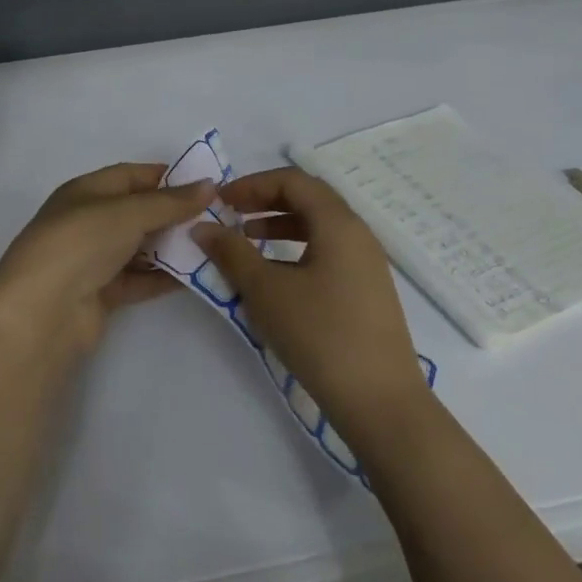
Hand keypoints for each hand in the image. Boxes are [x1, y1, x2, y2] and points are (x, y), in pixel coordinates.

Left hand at [0, 163, 215, 365]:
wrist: (43, 310)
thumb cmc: (81, 243)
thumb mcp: (128, 212)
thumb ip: (170, 202)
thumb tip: (209, 185)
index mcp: (85, 192)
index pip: (130, 176)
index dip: (166, 177)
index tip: (204, 183)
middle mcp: (88, 222)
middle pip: (137, 212)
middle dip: (174, 214)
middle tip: (218, 217)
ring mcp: (93, 260)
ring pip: (140, 248)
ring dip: (172, 247)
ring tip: (213, 246)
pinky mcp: (100, 294)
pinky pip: (138, 280)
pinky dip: (164, 277)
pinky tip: (196, 275)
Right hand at [195, 167, 425, 433]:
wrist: (379, 400)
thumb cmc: (319, 334)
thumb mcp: (266, 290)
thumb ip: (231, 253)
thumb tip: (202, 228)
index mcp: (338, 223)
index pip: (293, 181)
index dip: (253, 184)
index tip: (221, 201)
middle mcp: (358, 235)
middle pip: (309, 199)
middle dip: (265, 202)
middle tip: (230, 217)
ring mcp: (367, 264)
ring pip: (319, 228)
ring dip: (279, 227)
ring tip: (247, 243)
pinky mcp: (367, 291)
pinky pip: (327, 253)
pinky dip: (296, 251)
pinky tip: (275, 278)